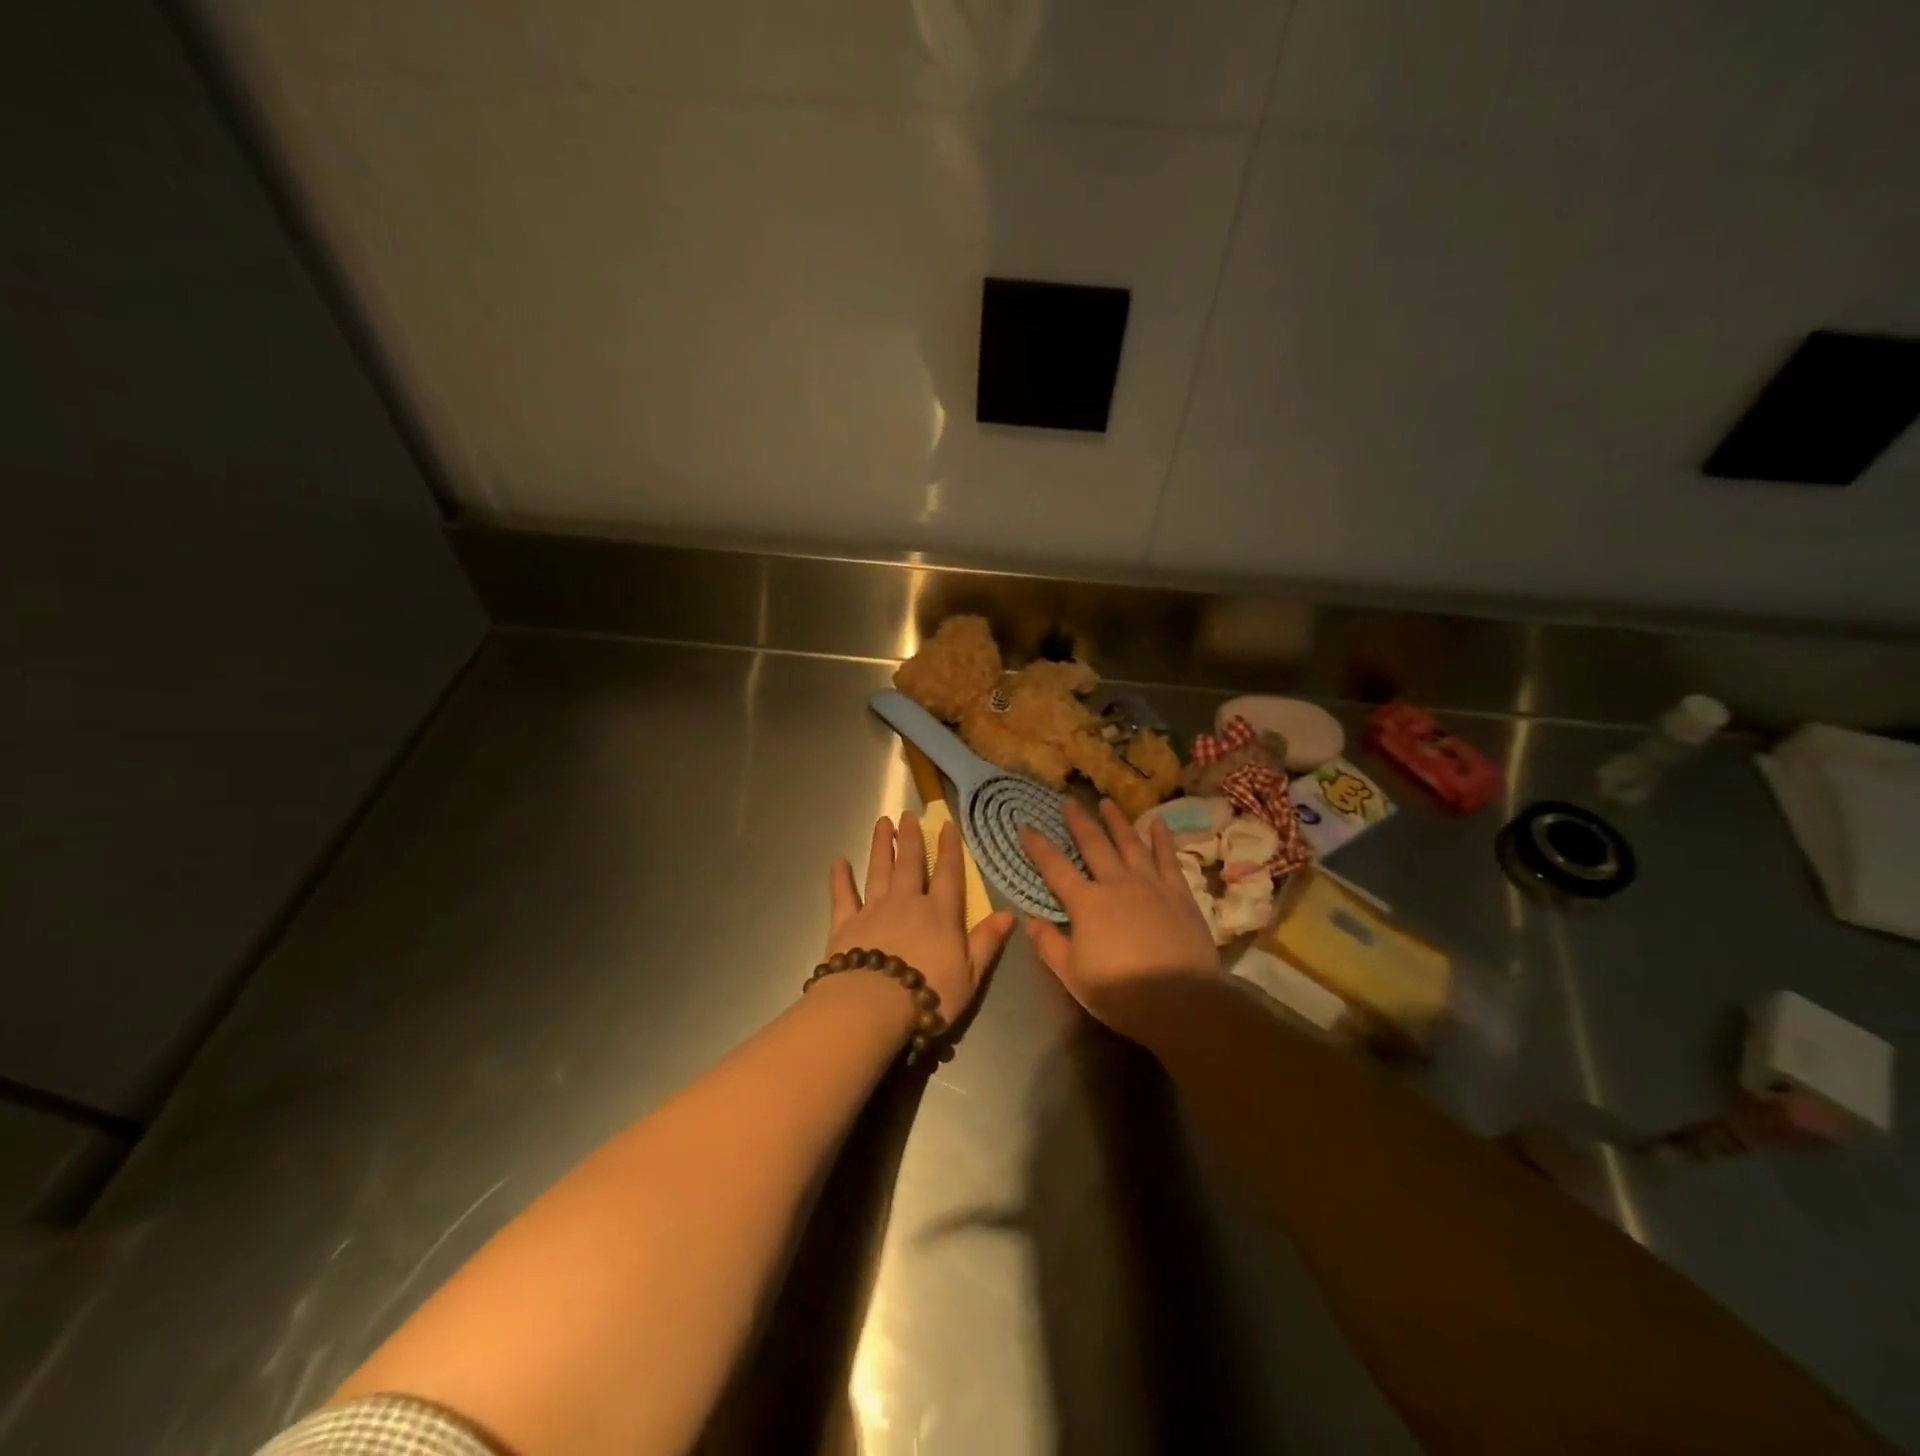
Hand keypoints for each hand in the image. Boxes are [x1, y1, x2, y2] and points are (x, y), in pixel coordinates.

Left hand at [828, 813, 1015, 1019]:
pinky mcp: (845, 924)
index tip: (946, 825)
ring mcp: (874, 910)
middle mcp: (907, 902)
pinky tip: (838, 861)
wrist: (873, 1005)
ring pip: (879, 870)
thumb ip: (987, 941)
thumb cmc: (928, 993)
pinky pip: (842, 896)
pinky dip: (840, 878)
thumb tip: (1010, 914)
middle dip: (911, 838)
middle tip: (907, 815)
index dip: (949, 849)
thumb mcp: (970, 974)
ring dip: (881, 846)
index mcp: (940, 913)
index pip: (948, 874)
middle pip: (910, 864)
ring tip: (882, 824)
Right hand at [1019, 799, 1220, 1038]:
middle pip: (1093, 844)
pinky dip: (1161, 839)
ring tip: (1107, 802)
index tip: (1025, 825)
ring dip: (1117, 821)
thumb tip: (1029, 921)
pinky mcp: (1179, 893)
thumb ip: (1049, 945)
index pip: (1054, 867)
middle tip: (1068, 800)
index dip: (1038, 845)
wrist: (1182, 1000)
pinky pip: (1167, 858)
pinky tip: (1158, 823)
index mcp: (1086, 903)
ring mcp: (1150, 885)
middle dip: (1078, 821)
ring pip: (1130, 843)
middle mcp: (1116, 883)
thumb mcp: (1072, 975)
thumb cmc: (1121, 992)